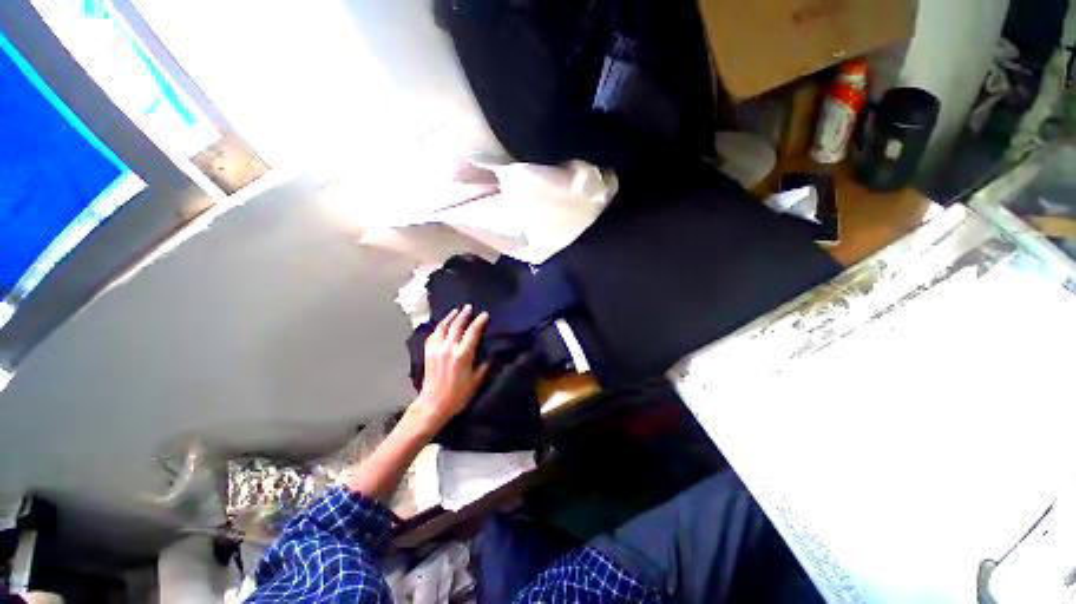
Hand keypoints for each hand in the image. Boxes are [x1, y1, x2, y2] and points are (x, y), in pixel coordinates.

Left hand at [408, 305, 490, 434]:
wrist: (433, 404)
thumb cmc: (458, 395)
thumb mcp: (476, 381)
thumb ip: (484, 366)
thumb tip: (490, 356)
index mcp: (463, 354)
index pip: (473, 332)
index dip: (479, 321)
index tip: (484, 315)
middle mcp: (449, 348)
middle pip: (457, 325)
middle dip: (464, 314)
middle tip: (469, 307)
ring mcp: (436, 349)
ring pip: (443, 327)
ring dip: (450, 317)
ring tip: (455, 311)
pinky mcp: (428, 353)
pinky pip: (433, 335)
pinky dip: (438, 328)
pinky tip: (441, 326)